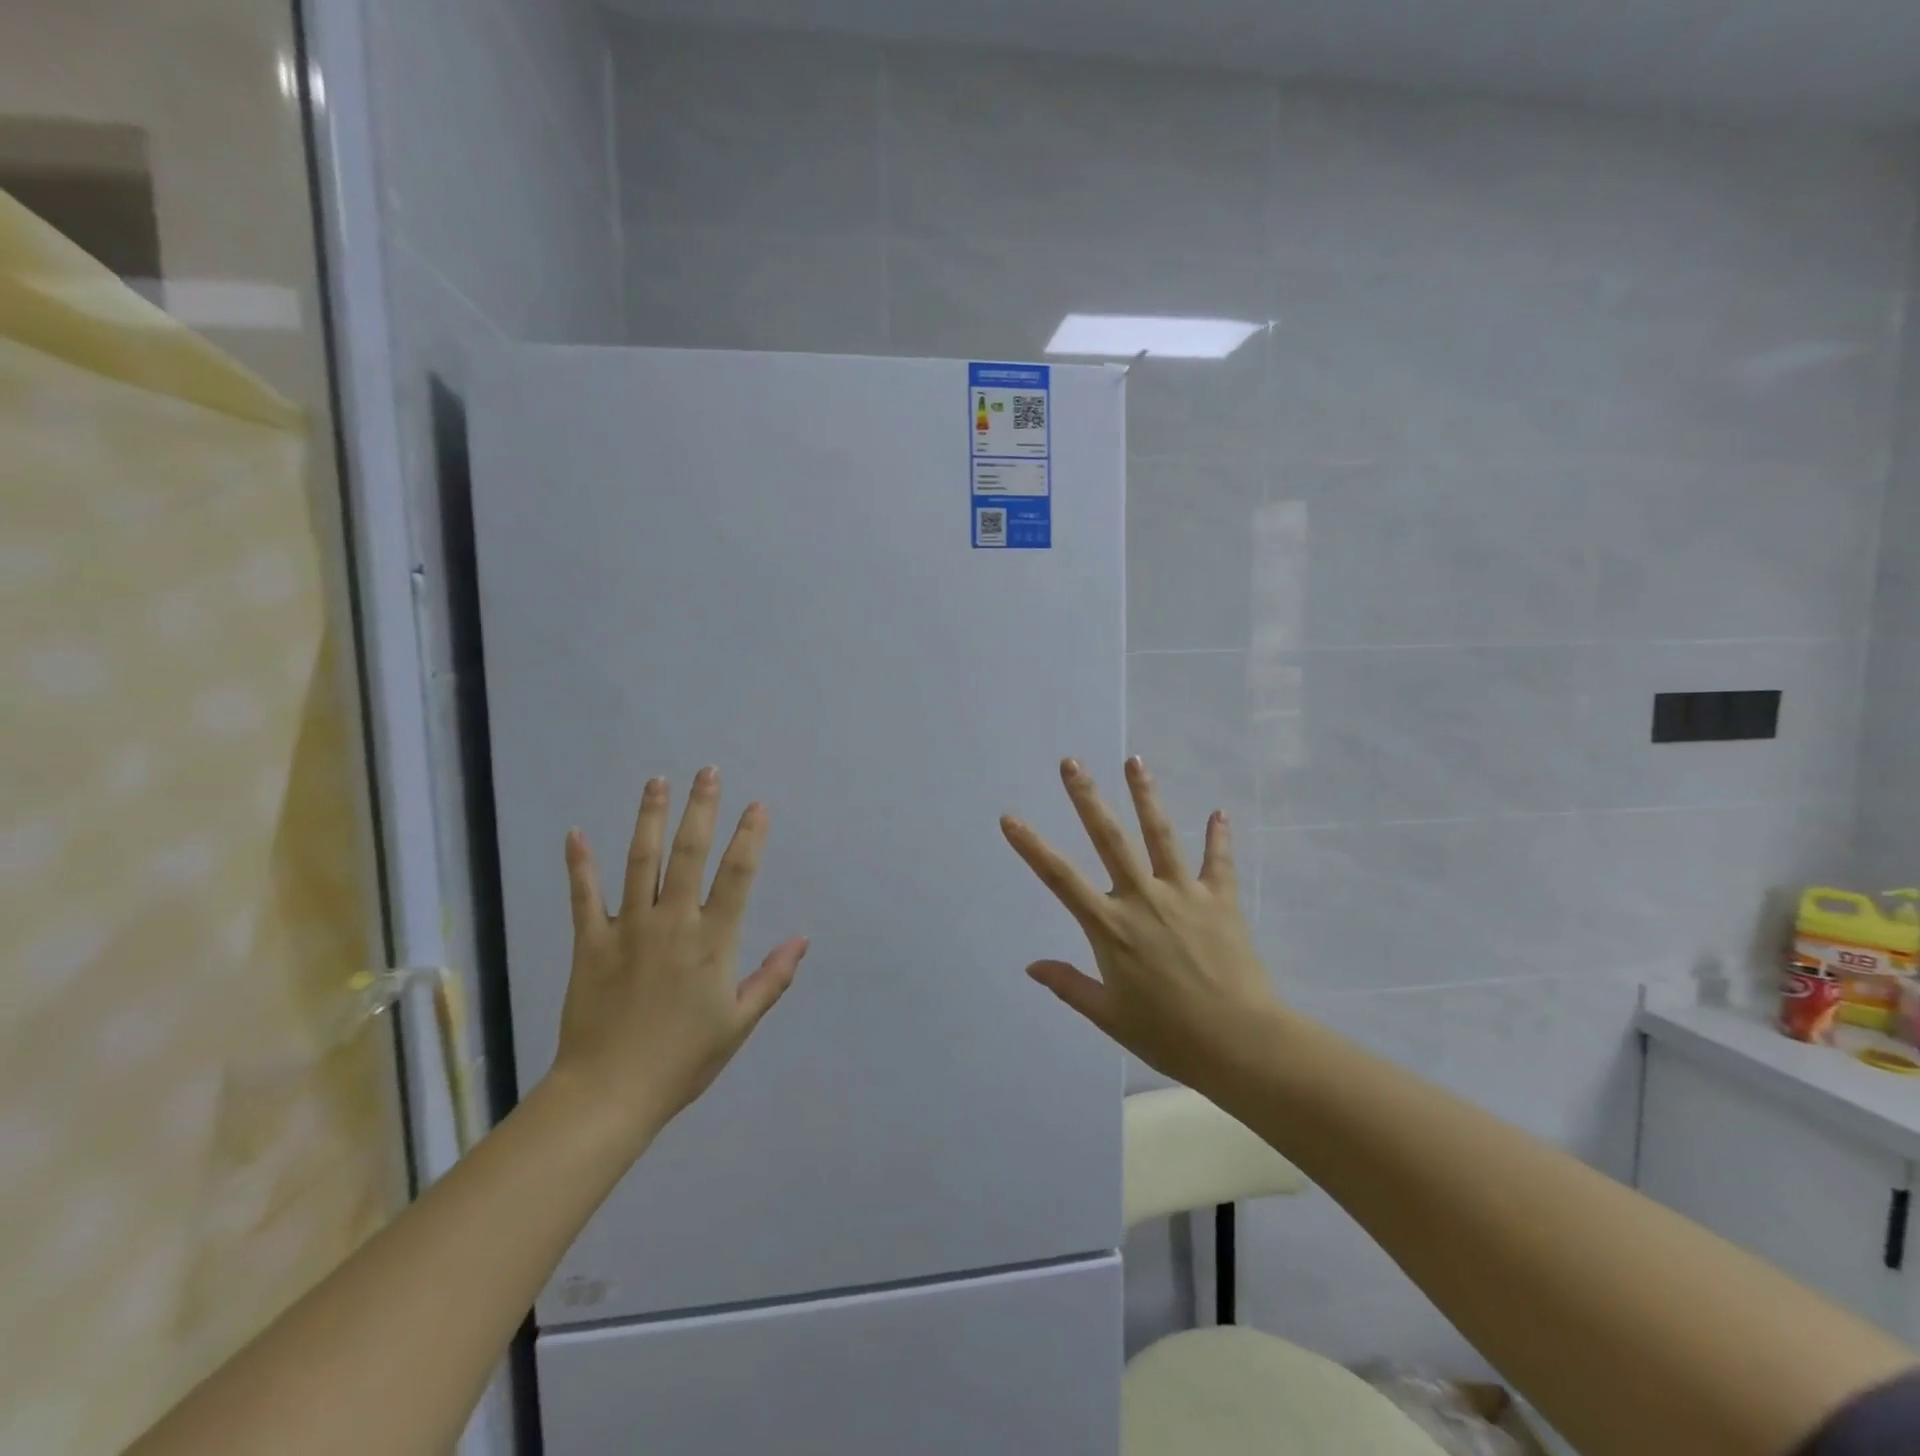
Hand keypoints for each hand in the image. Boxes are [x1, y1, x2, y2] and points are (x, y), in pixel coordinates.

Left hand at [546, 768, 806, 1149]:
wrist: (608, 1095)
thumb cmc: (683, 1060)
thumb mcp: (740, 1023)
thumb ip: (773, 977)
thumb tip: (803, 939)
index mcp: (712, 942)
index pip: (738, 875)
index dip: (750, 837)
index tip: (757, 805)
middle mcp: (673, 923)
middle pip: (689, 854)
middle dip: (701, 809)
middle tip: (707, 772)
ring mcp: (628, 929)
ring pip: (640, 862)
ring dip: (649, 818)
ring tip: (657, 781)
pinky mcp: (591, 943)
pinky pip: (584, 897)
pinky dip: (580, 864)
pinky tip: (576, 833)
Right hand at [1001, 757, 1281, 1093]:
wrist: (1240, 1044)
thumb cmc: (1168, 1035)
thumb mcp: (1109, 1017)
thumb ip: (1069, 985)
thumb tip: (1031, 965)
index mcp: (1110, 927)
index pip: (1060, 878)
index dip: (1032, 847)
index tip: (1010, 818)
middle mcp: (1142, 898)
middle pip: (1109, 838)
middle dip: (1087, 798)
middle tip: (1071, 762)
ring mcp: (1184, 894)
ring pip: (1160, 834)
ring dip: (1145, 795)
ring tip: (1134, 761)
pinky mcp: (1220, 900)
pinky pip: (1219, 861)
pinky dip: (1219, 837)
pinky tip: (1219, 812)